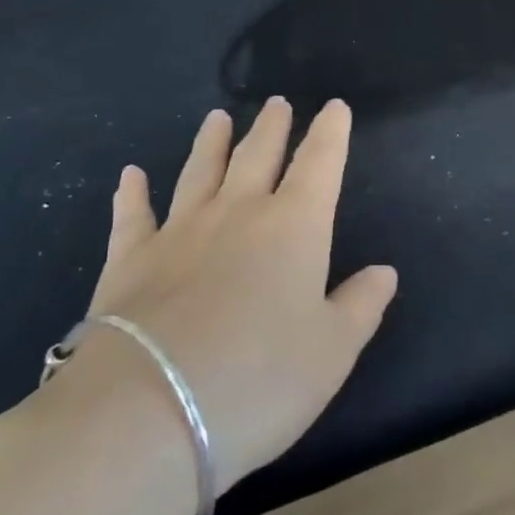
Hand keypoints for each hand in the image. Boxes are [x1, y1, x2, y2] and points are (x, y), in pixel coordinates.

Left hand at [42, 99, 396, 490]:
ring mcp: (180, 230)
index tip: (335, 107)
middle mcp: (238, 212)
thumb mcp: (331, 354)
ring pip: (200, 171)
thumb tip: (385, 271)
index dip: (330, 133)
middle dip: (272, 127)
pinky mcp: (130, 258)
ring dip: (211, 142)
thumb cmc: (258, 382)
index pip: (319, 164)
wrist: (148, 411)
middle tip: (277, 103)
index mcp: (293, 226)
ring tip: (218, 118)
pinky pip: (133, 214)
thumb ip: (360, 306)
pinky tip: (130, 174)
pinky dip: (132, 193)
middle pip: (258, 155)